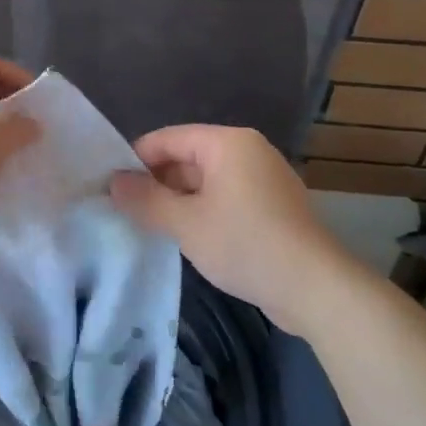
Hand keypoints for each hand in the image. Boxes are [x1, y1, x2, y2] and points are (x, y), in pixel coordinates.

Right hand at [110, 125, 353, 334]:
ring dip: (179, 201)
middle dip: (157, 183)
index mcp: (227, 143)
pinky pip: (227, 197)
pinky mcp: (273, 205)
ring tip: (151, 226)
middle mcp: (248, 150)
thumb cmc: (245, 244)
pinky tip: (188, 237)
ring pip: (206, 180)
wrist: (315, 287)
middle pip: (188, 157)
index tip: (111, 186)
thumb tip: (113, 182)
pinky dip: (204, 211)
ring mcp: (264, 177)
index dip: (136, 160)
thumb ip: (146, 200)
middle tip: (126, 211)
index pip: (168, 138)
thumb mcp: (186, 224)